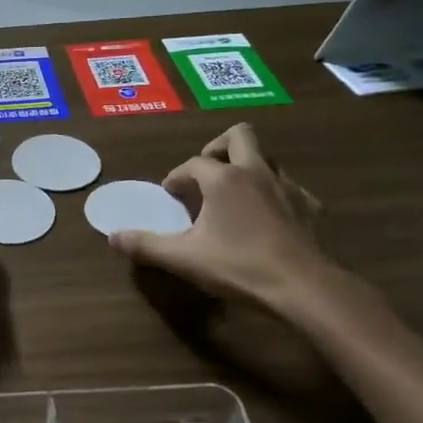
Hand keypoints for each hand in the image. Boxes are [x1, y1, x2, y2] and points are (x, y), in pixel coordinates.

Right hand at [110, 125, 334, 313]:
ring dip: (248, 166)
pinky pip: (290, 187)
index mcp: (223, 179)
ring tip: (233, 192)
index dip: (178, 175)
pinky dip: (276, 193)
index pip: (193, 163)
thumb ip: (146, 245)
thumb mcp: (183, 258)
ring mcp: (287, 187)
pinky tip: (269, 214)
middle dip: (219, 146)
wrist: (301, 286)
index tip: (169, 192)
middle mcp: (255, 172)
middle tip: (206, 170)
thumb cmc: (238, 265)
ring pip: (266, 159)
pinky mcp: (309, 207)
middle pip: (240, 135)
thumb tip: (113, 237)